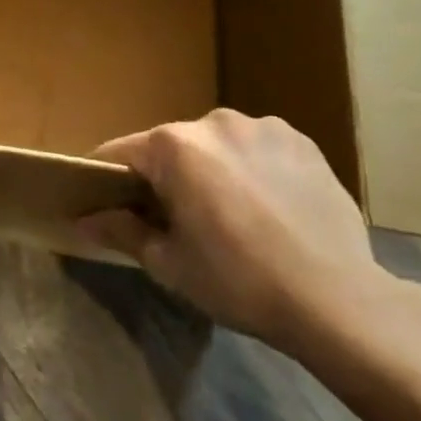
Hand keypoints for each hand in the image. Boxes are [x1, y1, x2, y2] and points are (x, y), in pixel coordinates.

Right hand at [81, 110, 393, 352]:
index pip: (120, 153)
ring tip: (231, 215)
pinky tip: (269, 207)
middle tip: (176, 221)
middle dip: (164, 177)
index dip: (106, 179)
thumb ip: (121, 230)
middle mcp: (213, 121)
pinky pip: (257, 148)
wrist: (338, 298)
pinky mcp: (301, 140)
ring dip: (211, 170)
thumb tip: (83, 219)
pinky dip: (251, 169)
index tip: (106, 204)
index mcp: (174, 146)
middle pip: (170, 147)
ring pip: (216, 145)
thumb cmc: (239, 280)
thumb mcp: (169, 263)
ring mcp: (262, 126)